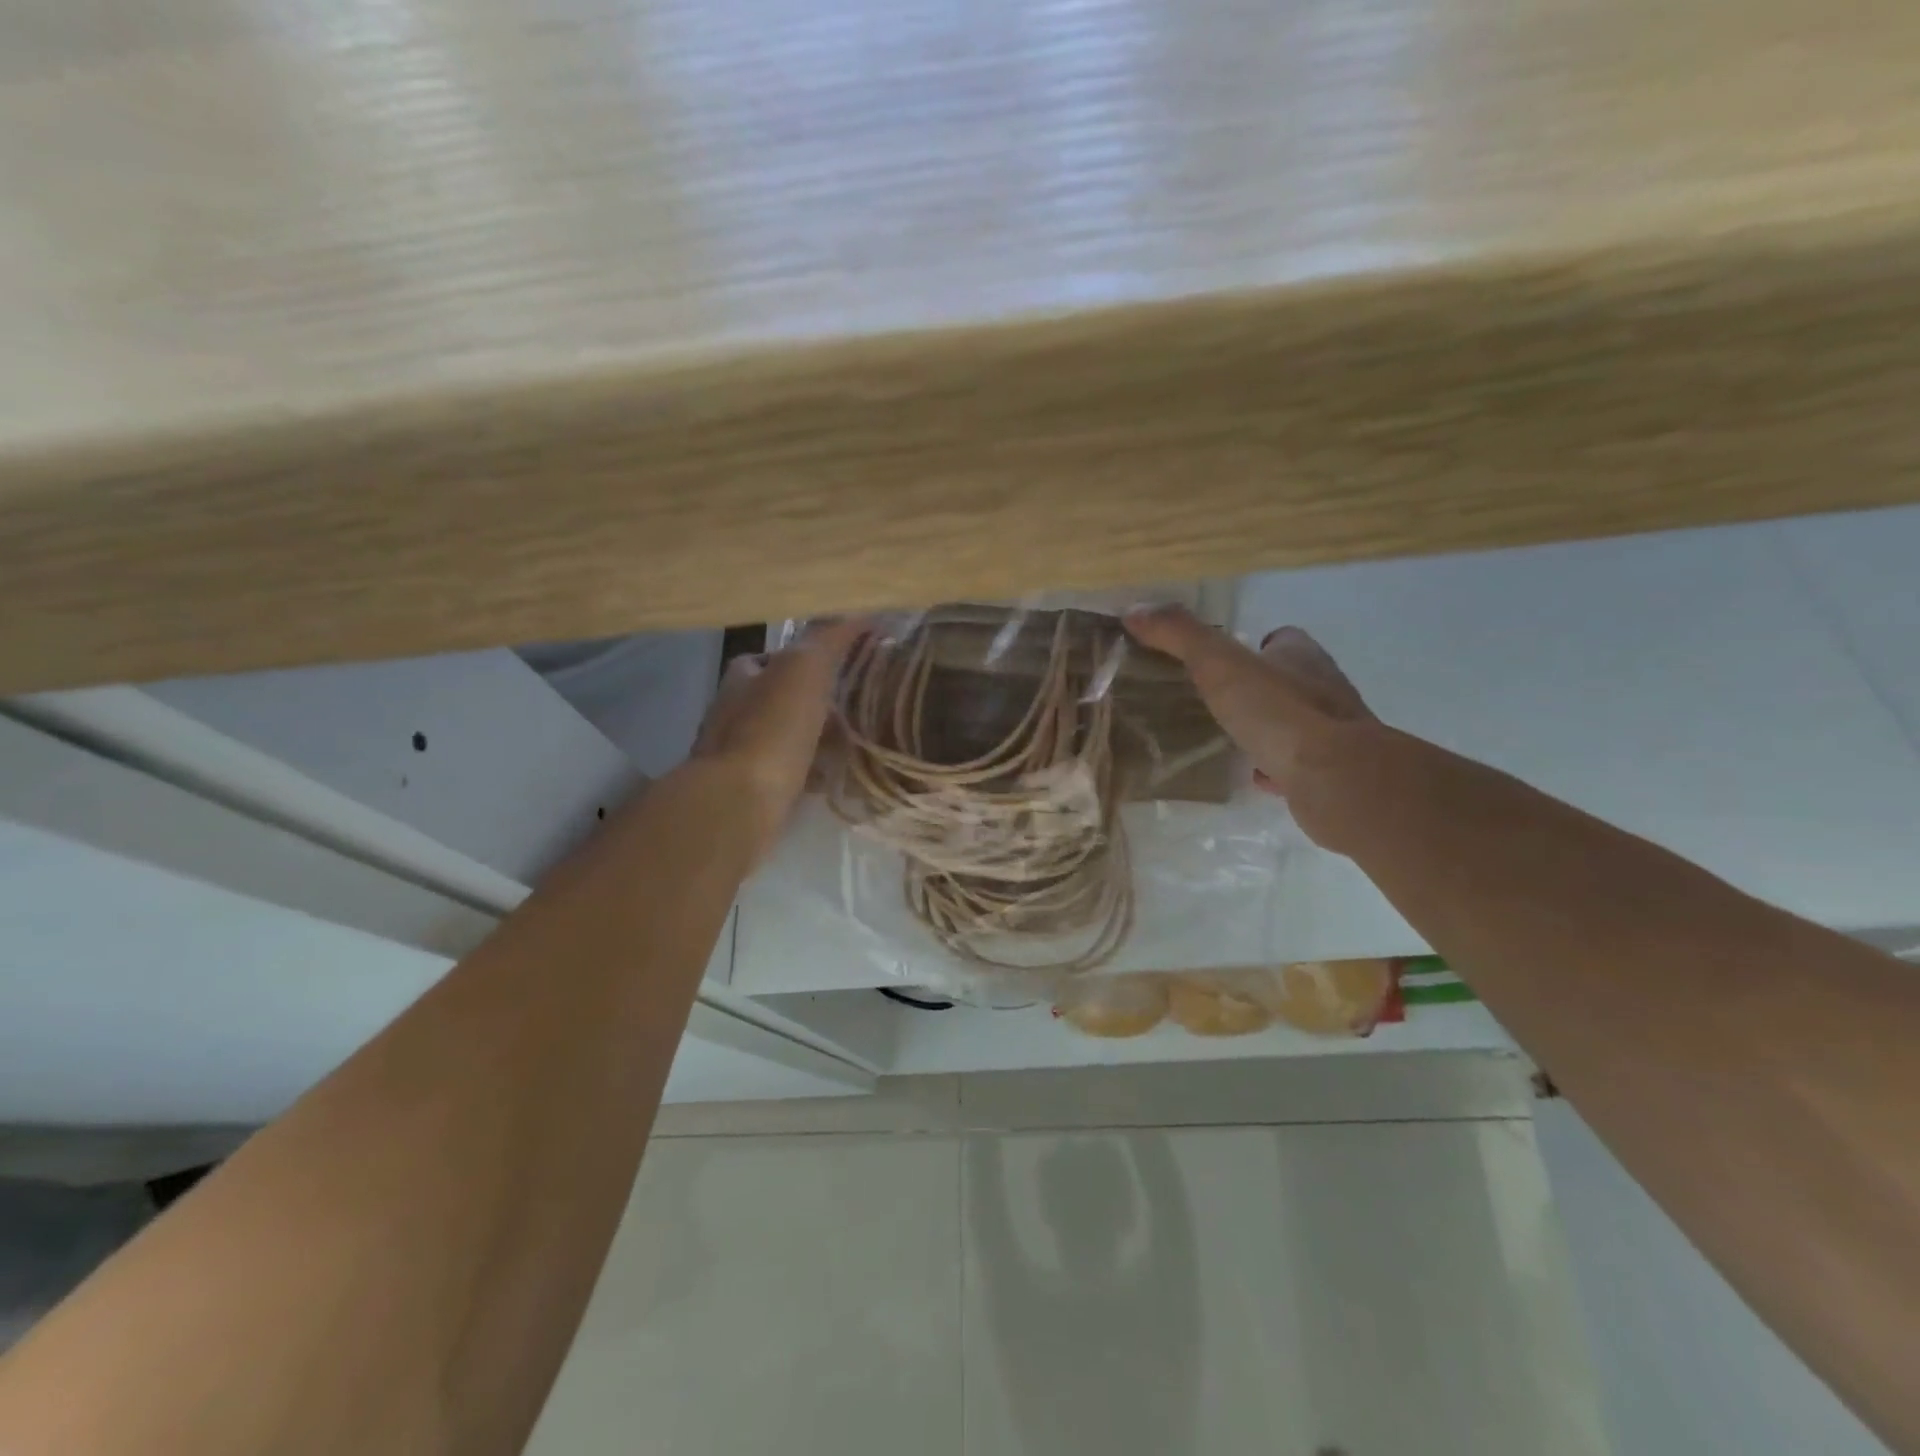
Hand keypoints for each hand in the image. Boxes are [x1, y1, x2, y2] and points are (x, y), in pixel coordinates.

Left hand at [693, 619, 864, 860]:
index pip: (771, 656)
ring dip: (813, 740)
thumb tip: (861, 611)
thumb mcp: (805, 668)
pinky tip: (835, 779)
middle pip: (777, 699)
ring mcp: (737, 756)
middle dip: (812, 702)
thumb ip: (829, 637)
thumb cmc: (771, 728)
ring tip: (853, 744)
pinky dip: (810, 774)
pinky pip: (788, 775)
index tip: (840, 664)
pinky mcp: (750, 793)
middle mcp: (732, 713)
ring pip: (783, 739)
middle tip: (854, 707)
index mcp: (741, 677)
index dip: (804, 657)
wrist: (738, 803)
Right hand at [1124, 605, 1373, 829]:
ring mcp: (1332, 732)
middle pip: (1289, 678)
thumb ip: (1179, 636)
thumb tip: (1135, 610)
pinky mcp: (1330, 771)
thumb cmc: (1279, 711)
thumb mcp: (1219, 665)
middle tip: (1217, 699)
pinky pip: (1298, 763)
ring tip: (1229, 736)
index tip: (1221, 659)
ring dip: (1268, 726)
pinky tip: (1252, 775)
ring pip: (1295, 721)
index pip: (1281, 638)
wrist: (1336, 778)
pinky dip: (1276, 765)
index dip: (1252, 645)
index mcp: (1301, 655)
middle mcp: (1324, 688)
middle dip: (1258, 687)